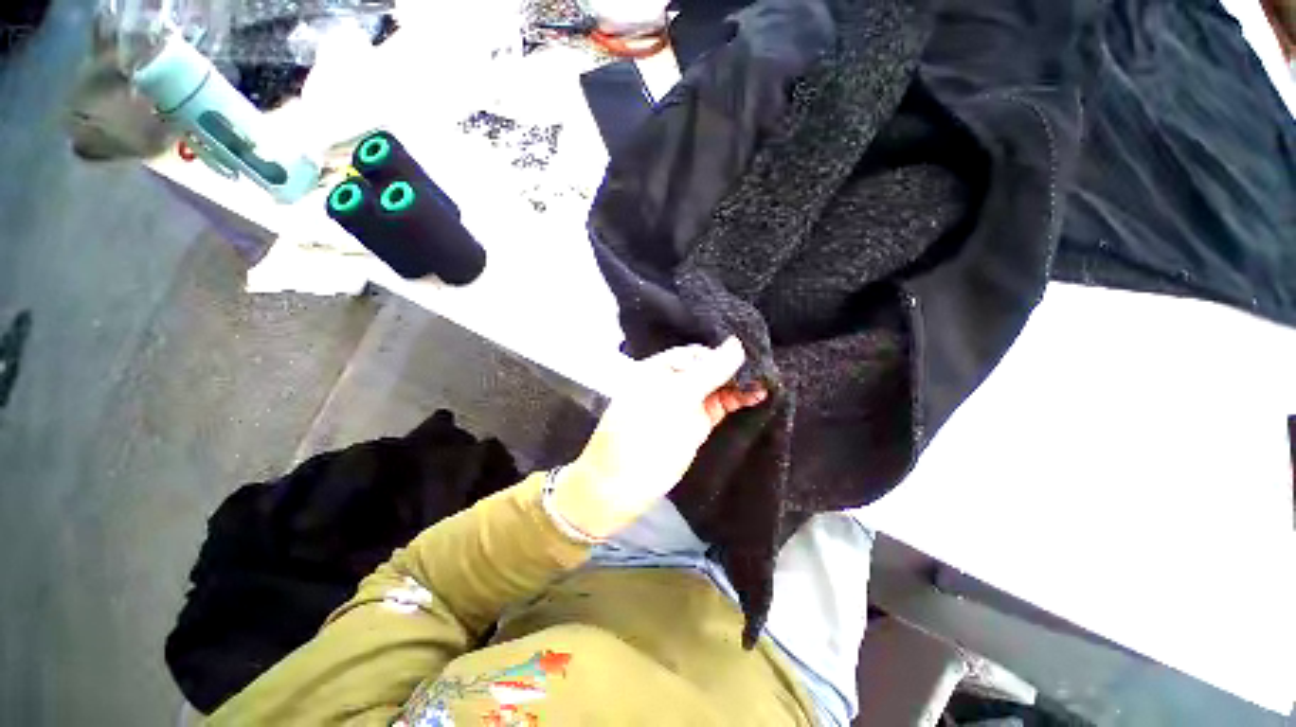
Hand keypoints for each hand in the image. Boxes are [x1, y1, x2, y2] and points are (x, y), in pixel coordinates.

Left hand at [550, 338, 766, 539]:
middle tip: (765, 369)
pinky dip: (738, 401)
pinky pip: (721, 407)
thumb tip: (737, 343)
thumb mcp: (675, 397)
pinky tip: (757, 397)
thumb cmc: (642, 432)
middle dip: (734, 368)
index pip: (697, 352)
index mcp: (660, 368)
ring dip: (740, 384)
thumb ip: (708, 372)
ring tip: (768, 382)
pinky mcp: (697, 425)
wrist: (622, 485)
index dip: (721, 353)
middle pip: (709, 368)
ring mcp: (686, 404)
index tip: (749, 355)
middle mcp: (674, 382)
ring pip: (718, 387)